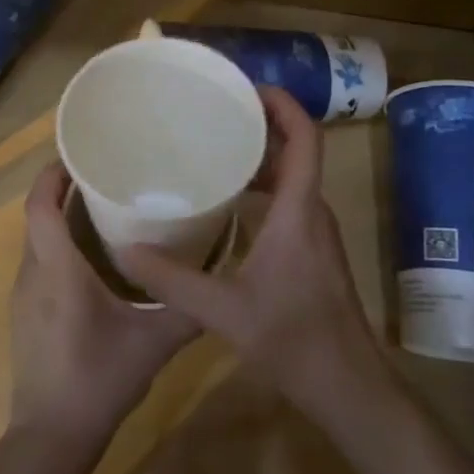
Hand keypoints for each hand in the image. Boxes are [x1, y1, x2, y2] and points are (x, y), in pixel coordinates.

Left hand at [8, 161, 199, 445]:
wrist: (51, 438)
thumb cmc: (99, 381)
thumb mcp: (153, 344)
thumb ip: (188, 311)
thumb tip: (220, 282)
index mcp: (58, 271)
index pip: (40, 206)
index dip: (51, 175)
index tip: (76, 154)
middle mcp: (33, 274)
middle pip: (38, 217)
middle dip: (62, 190)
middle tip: (103, 174)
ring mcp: (24, 295)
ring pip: (38, 241)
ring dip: (61, 219)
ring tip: (102, 208)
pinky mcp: (25, 314)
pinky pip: (39, 263)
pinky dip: (59, 246)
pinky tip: (92, 258)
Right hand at [122, 86, 389, 422]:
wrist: (347, 385)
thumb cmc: (292, 338)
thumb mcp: (223, 309)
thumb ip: (172, 279)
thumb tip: (126, 249)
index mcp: (299, 210)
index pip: (305, 138)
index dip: (282, 105)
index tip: (246, 88)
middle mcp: (312, 212)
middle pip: (295, 152)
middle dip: (260, 126)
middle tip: (214, 116)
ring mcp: (315, 233)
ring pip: (291, 179)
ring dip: (260, 159)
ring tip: (213, 151)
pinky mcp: (312, 252)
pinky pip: (289, 201)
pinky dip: (262, 188)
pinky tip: (227, 204)